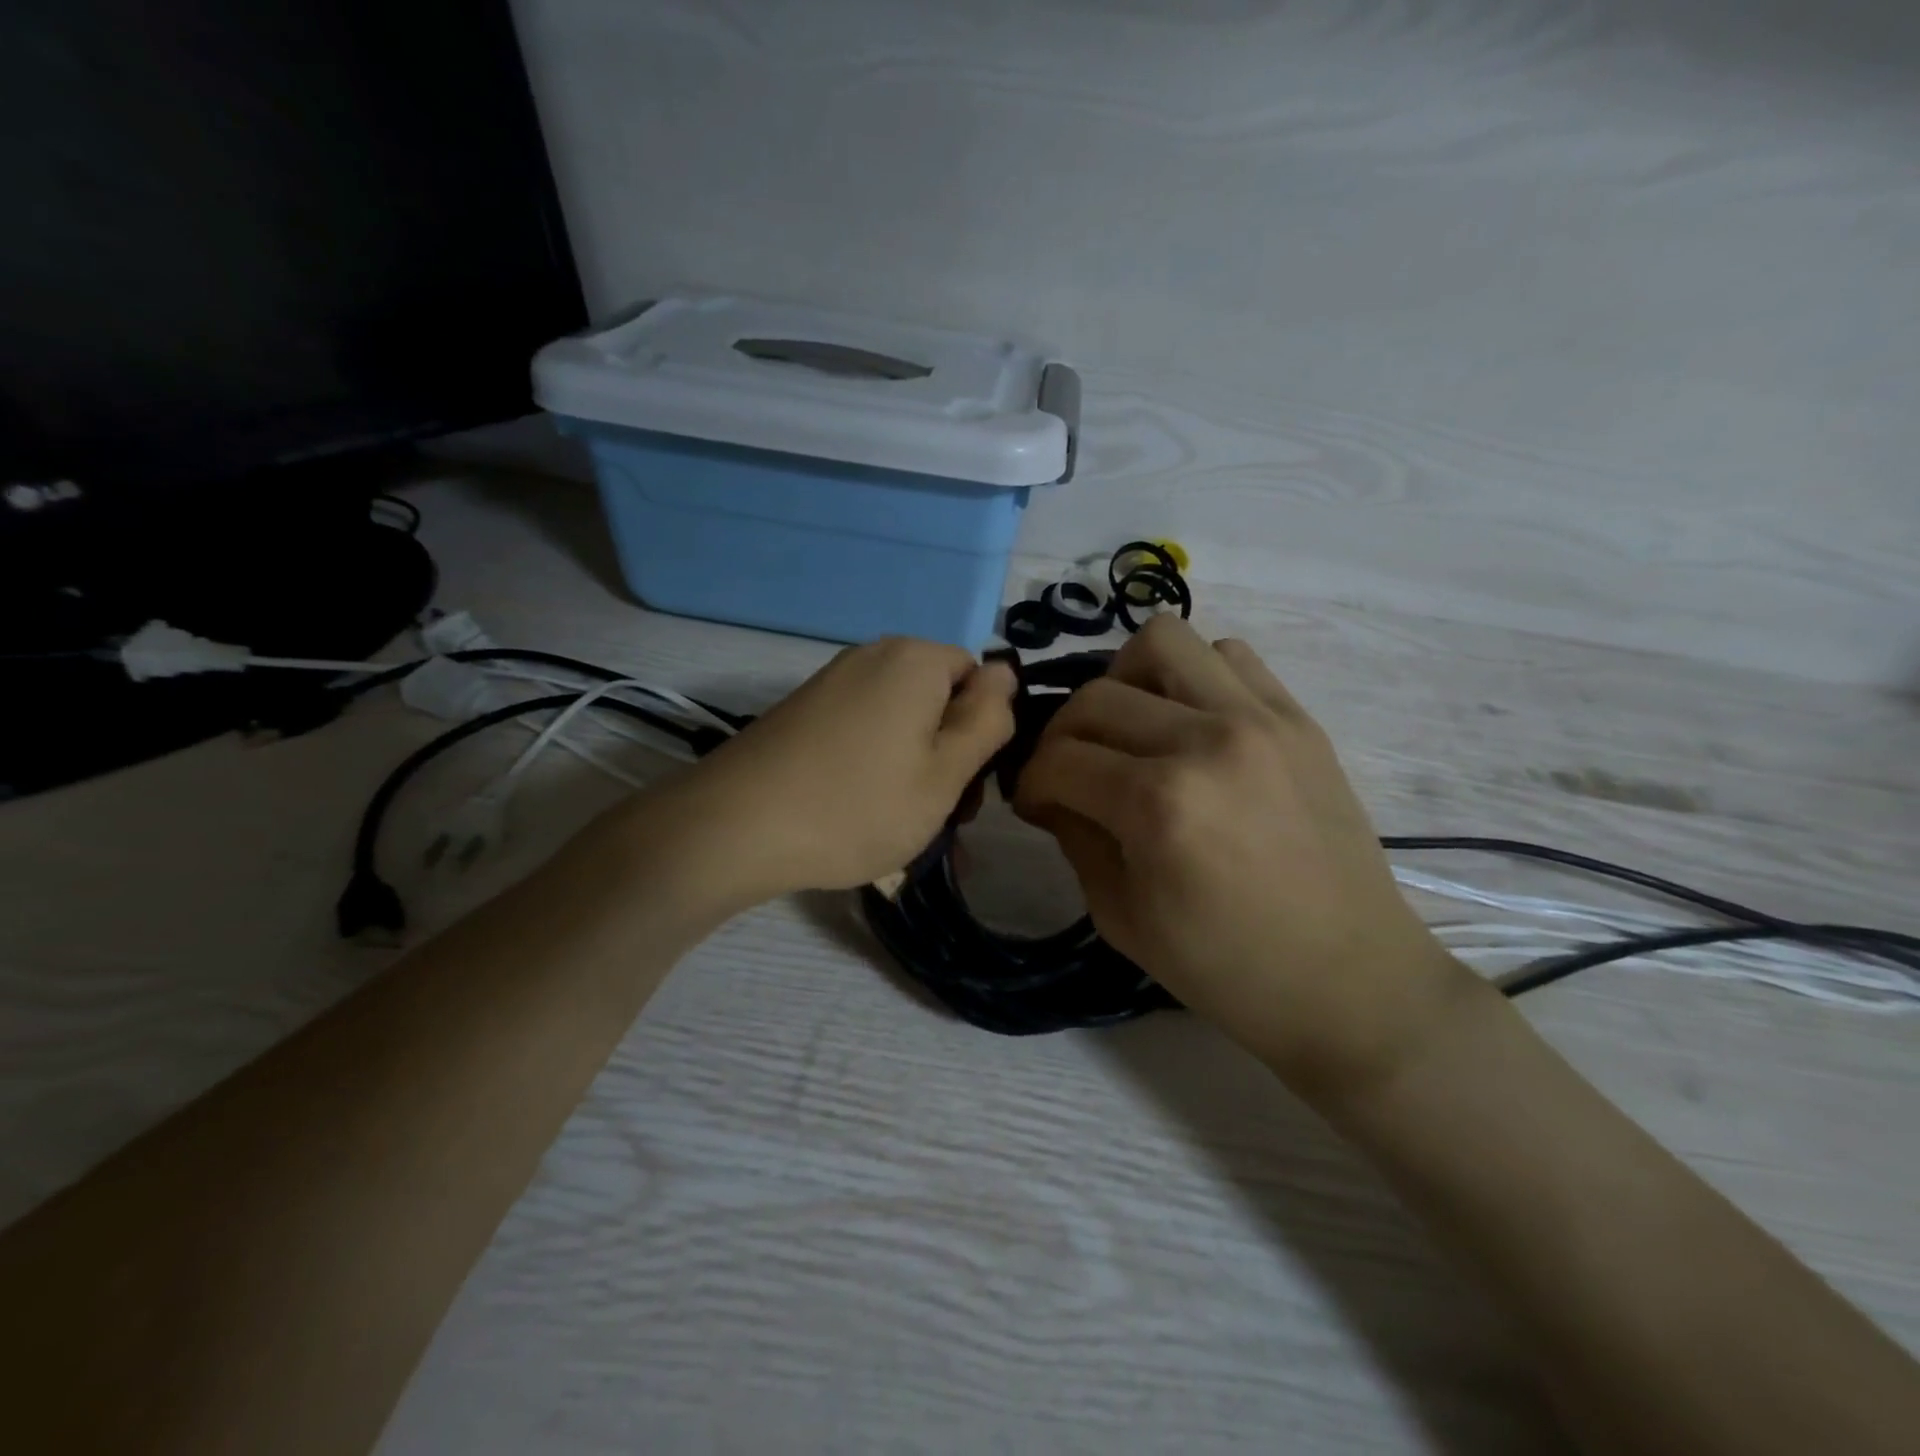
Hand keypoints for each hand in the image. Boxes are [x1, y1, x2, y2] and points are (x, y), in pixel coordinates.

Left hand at [661, 638, 1016, 904]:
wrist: (733, 828)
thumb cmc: (857, 804)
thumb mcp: (945, 773)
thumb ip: (987, 719)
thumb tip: (1006, 672)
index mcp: (914, 660)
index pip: (979, 678)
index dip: (984, 733)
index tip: (969, 788)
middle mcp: (872, 657)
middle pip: (938, 701)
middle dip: (950, 757)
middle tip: (942, 819)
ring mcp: (831, 683)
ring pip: (901, 725)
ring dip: (915, 772)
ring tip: (905, 831)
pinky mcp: (803, 713)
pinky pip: (863, 735)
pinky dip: (876, 771)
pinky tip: (864, 817)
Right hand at [1013, 616, 1468, 1097]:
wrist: (1350, 980)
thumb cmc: (1227, 969)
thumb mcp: (1121, 917)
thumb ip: (1074, 837)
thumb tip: (1051, 790)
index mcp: (1159, 805)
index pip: (1058, 759)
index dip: (1029, 782)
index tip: (1033, 803)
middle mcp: (1206, 741)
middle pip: (1095, 696)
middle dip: (1062, 736)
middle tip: (1071, 773)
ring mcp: (1260, 718)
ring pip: (1163, 640)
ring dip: (1125, 680)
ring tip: (1130, 728)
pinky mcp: (1297, 717)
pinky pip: (1228, 654)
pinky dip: (1190, 676)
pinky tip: (1188, 723)